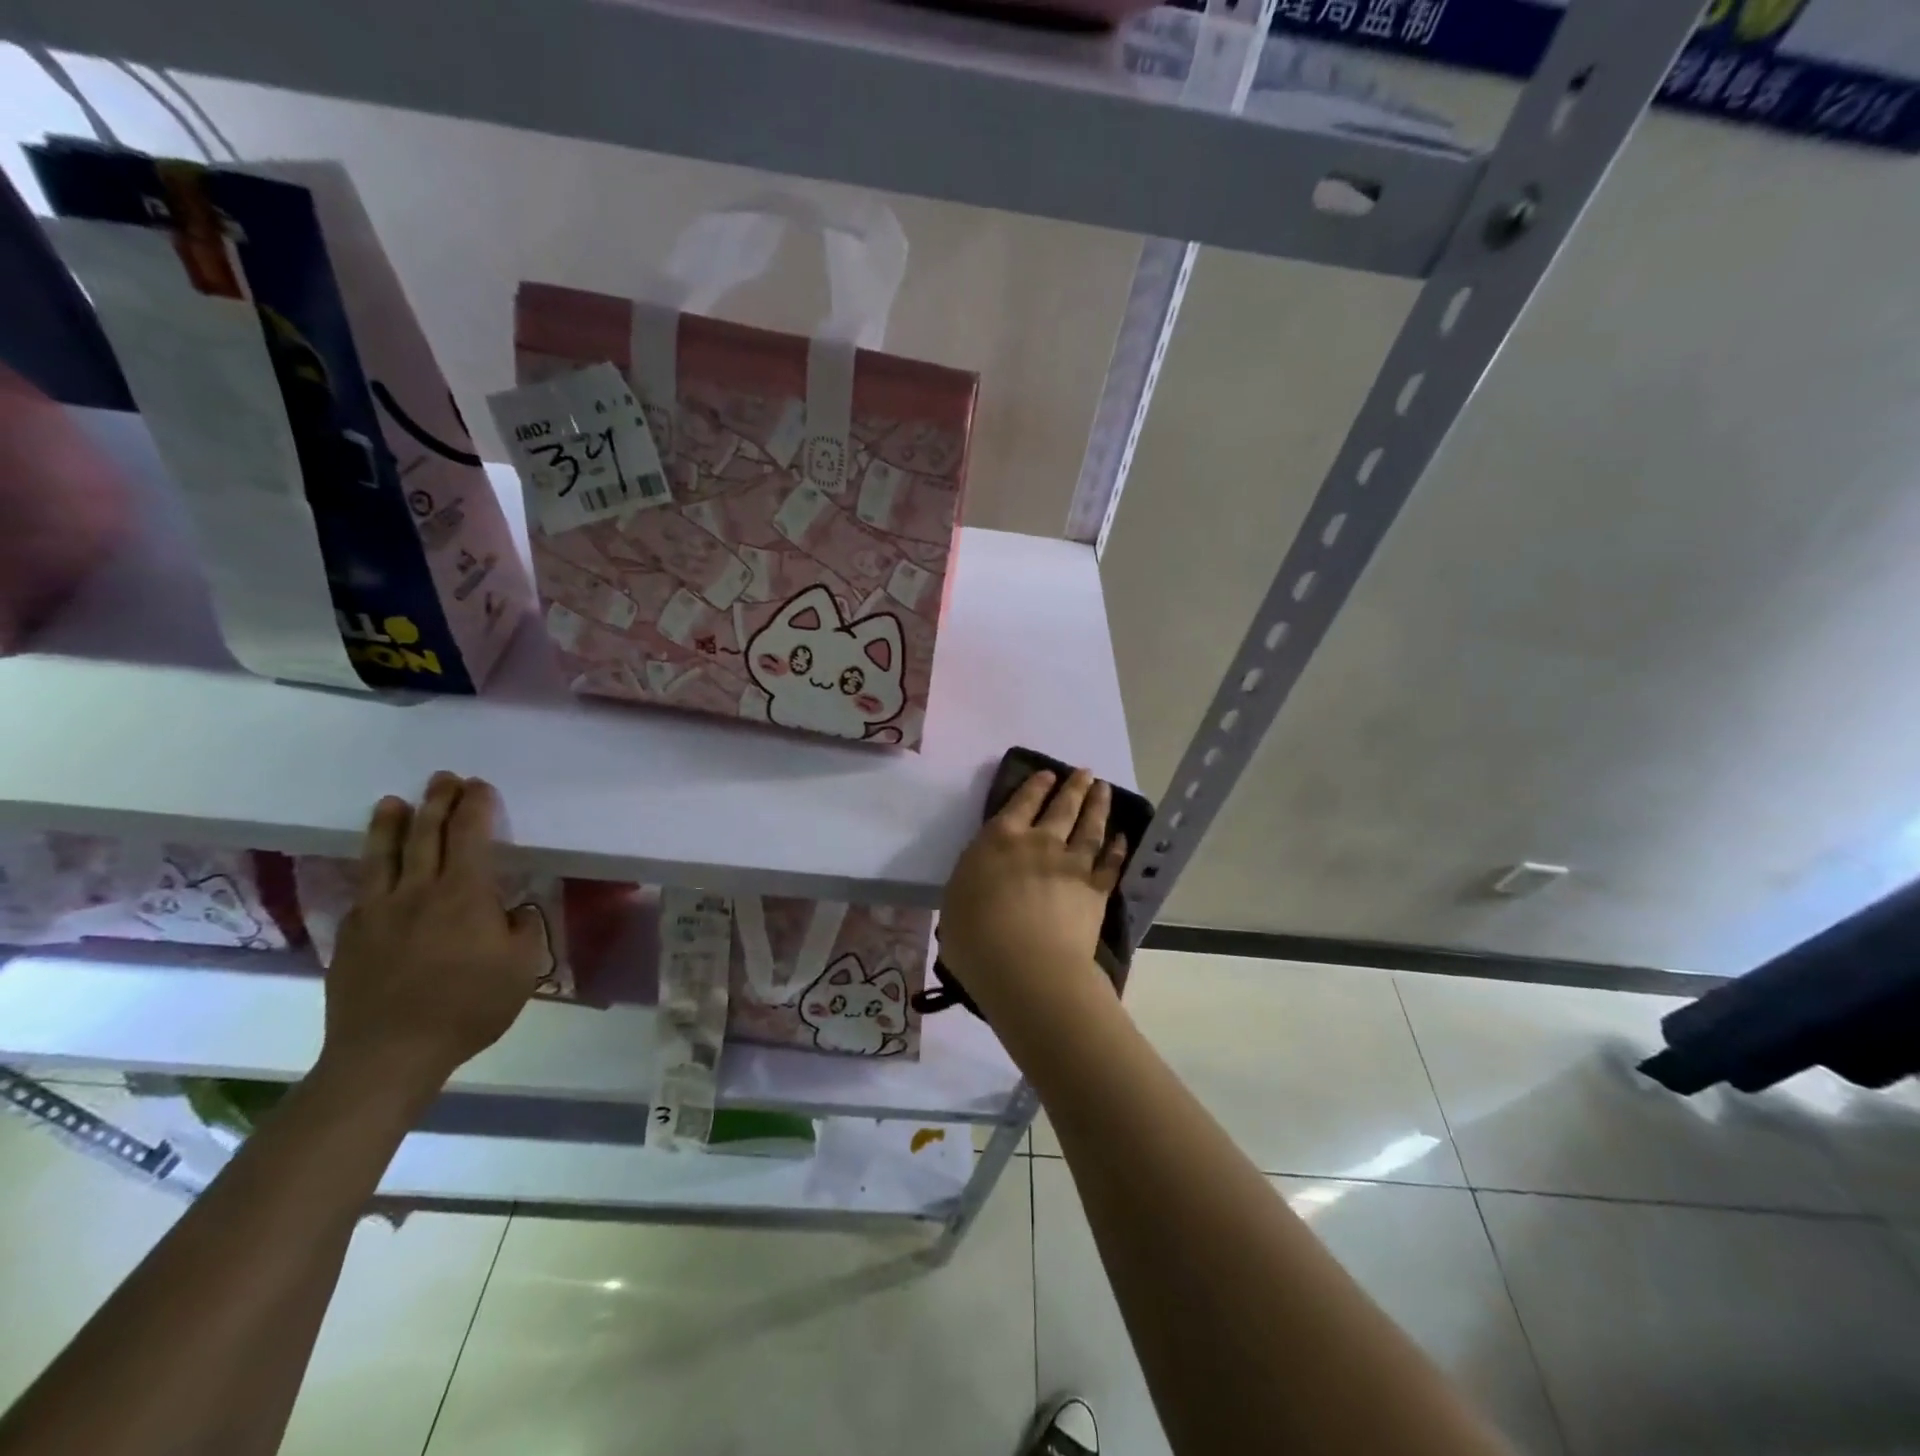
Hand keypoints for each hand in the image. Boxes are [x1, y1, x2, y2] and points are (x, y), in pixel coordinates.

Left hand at [320, 772, 546, 1098]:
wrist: (389, 1053)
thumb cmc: (468, 1007)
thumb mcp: (522, 968)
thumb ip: (521, 929)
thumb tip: (510, 911)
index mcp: (464, 894)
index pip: (470, 835)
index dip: (476, 806)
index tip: (480, 786)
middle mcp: (418, 891)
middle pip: (425, 834)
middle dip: (437, 801)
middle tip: (443, 778)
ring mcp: (378, 912)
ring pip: (383, 855)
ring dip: (391, 824)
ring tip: (393, 802)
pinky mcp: (352, 936)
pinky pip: (363, 890)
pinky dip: (370, 869)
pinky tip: (374, 868)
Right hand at [939, 767, 1125, 1026]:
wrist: (1025, 967)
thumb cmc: (975, 937)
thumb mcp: (956, 899)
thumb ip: (974, 879)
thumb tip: (985, 877)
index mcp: (999, 841)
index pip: (1019, 803)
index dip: (1035, 787)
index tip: (1048, 774)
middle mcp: (1038, 844)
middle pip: (1061, 808)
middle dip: (1074, 787)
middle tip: (1086, 773)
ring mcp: (1071, 865)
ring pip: (1089, 828)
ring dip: (1098, 806)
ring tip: (1104, 789)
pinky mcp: (1095, 891)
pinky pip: (1110, 864)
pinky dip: (1117, 849)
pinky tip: (1122, 837)